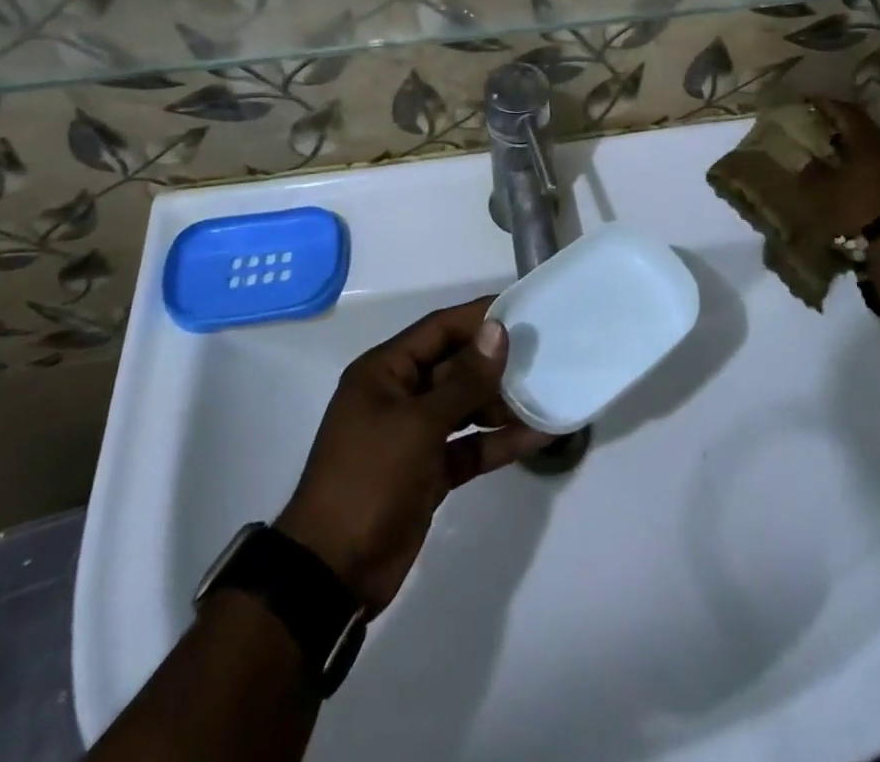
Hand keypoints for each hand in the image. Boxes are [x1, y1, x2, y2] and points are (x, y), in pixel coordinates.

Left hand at [275, 297, 551, 615]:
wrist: (332, 574)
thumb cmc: (369, 479)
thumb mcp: (419, 424)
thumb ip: (464, 379)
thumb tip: (497, 330)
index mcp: (385, 372)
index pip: (439, 329)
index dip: (478, 316)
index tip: (522, 307)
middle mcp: (399, 395)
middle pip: (455, 366)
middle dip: (496, 362)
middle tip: (545, 352)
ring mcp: (414, 435)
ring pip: (465, 407)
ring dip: (502, 403)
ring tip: (548, 393)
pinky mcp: (428, 471)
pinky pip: (469, 446)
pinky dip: (498, 442)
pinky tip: (537, 435)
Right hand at [799, 97, 879, 239]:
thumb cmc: (857, 208)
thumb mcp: (822, 191)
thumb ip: (812, 172)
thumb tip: (809, 162)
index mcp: (868, 141)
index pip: (847, 112)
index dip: (828, 104)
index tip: (812, 101)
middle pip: (864, 129)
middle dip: (843, 126)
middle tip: (823, 126)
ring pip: (876, 150)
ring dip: (857, 149)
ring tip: (837, 155)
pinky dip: (868, 168)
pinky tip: (856, 179)